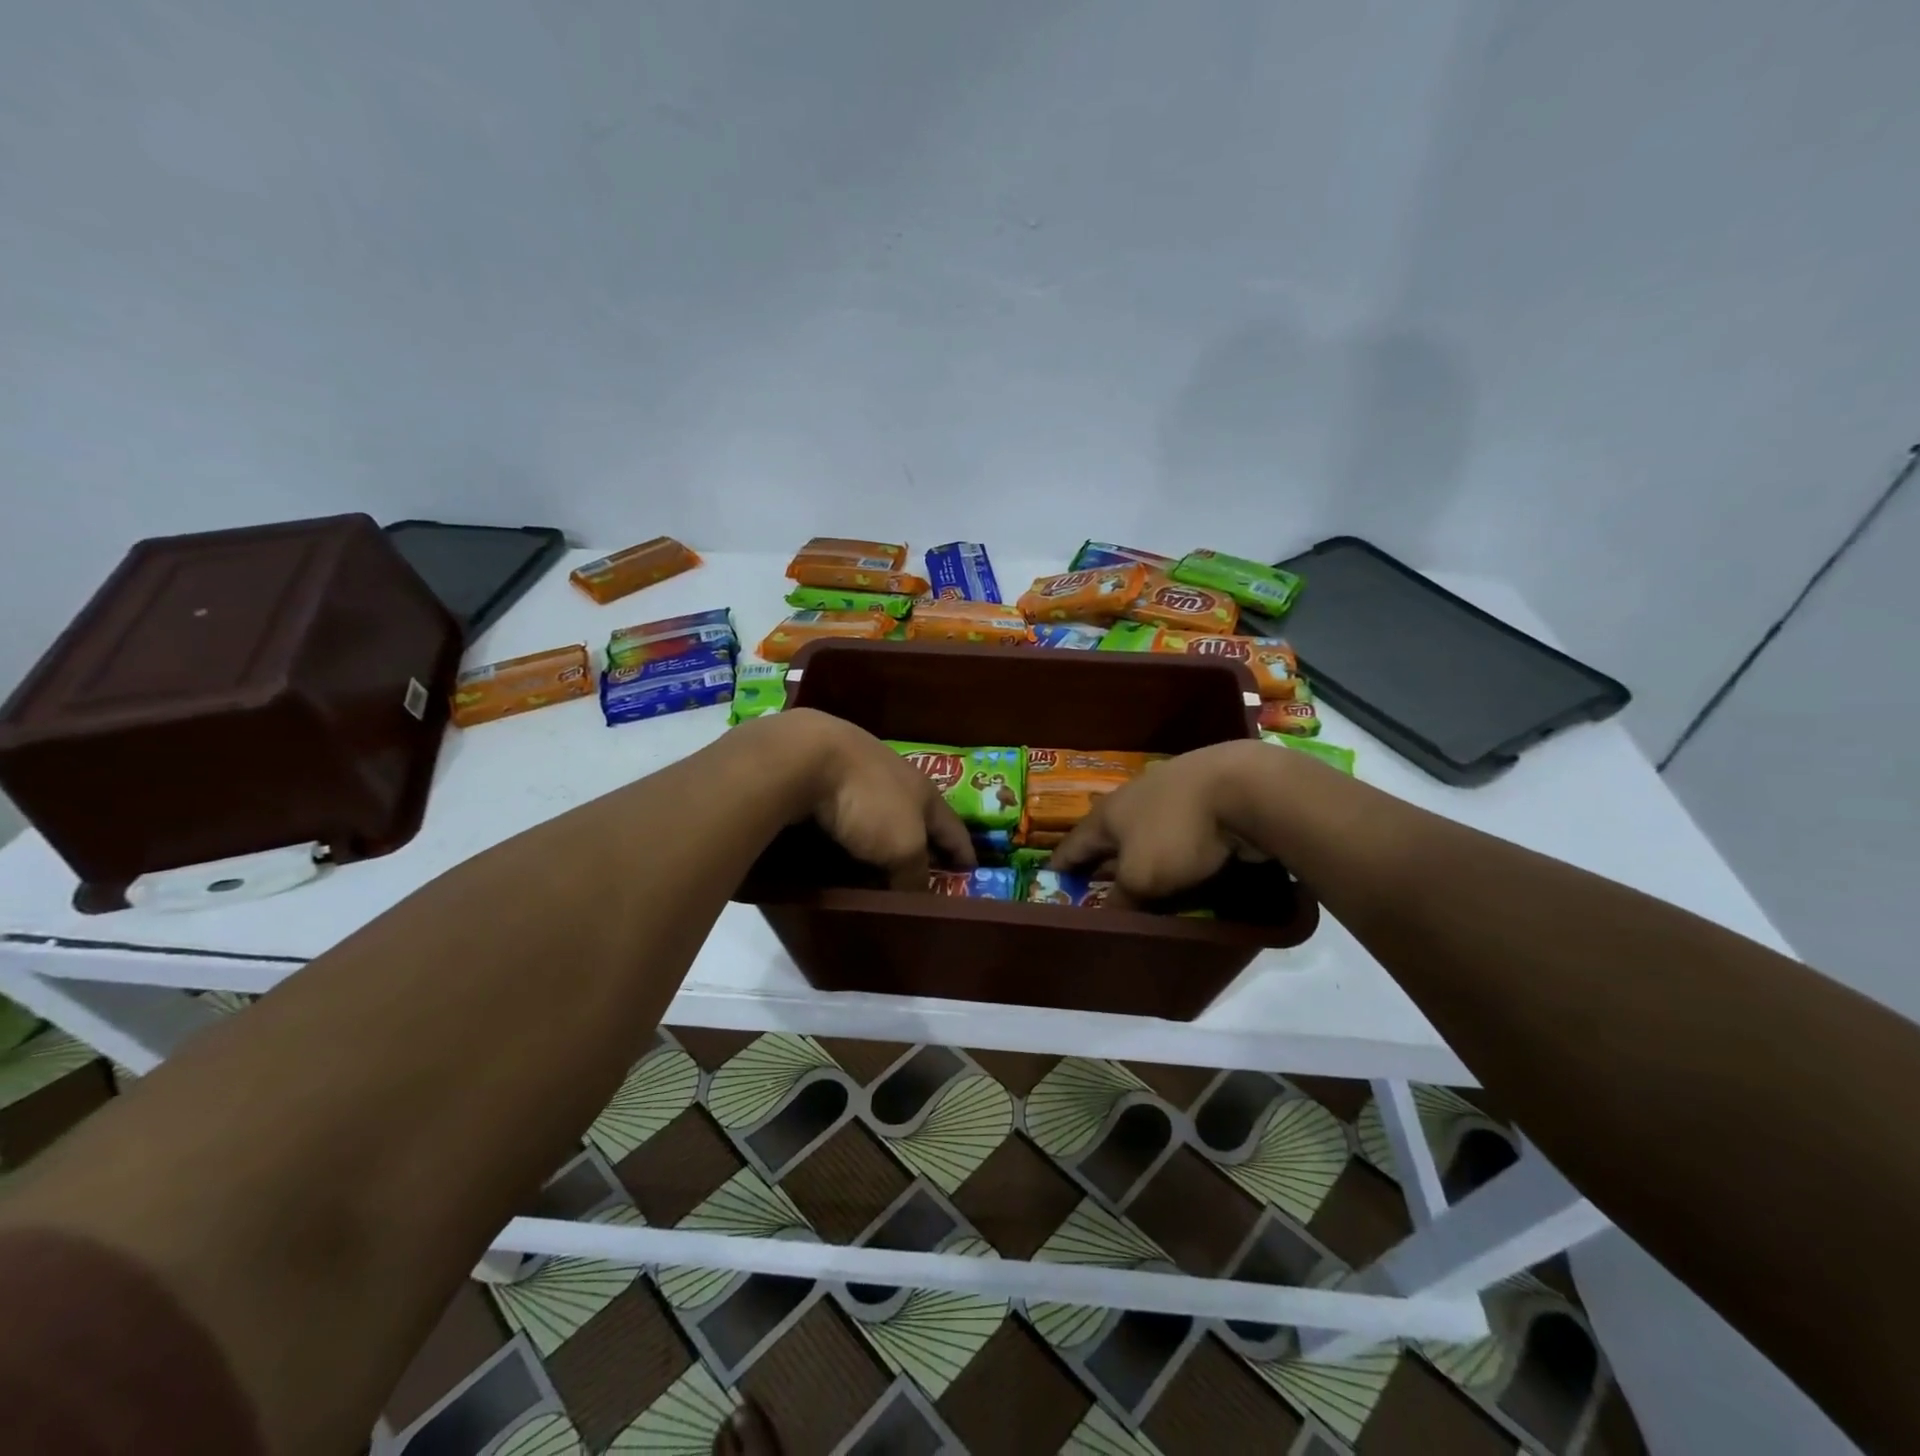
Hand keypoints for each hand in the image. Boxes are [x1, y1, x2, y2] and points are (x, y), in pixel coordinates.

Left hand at [772, 709, 976, 888]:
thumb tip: (917, 894)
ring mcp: (858, 772)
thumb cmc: (868, 801)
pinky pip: (847, 811)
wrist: (806, 756)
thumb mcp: (903, 846)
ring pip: (880, 812)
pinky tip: (844, 842)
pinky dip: (852, 829)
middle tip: (927, 869)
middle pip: (917, 816)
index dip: (963, 850)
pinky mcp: (823, 774)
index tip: (971, 870)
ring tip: (883, 862)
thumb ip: (914, 872)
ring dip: (884, 836)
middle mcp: (896, 778)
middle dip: (923, 841)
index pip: (952, 827)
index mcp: (925, 791)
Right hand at [1051, 741, 1257, 900]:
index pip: (1073, 844)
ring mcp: (1169, 792)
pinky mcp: (1204, 795)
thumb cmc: (1176, 833)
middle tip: (1094, 883)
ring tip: (1137, 874)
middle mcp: (1131, 798)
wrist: (1243, 788)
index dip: (1060, 865)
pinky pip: (1176, 828)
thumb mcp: (1141, 877)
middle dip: (1101, 857)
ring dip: (1138, 851)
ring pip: (1144, 829)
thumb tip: (1107, 914)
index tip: (1049, 881)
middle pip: (1108, 833)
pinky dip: (1171, 845)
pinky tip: (1179, 858)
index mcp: (1106, 814)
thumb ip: (1121, 897)